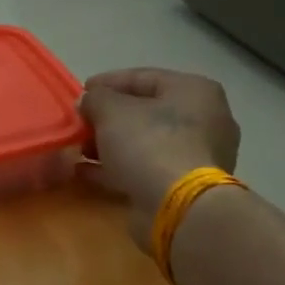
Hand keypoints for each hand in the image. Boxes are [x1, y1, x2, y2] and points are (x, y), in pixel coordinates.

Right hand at [79, 68, 240, 249]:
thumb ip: (96, 99)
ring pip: (145, 143)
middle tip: (81, 122)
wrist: (179, 207)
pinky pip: (146, 169)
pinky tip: (86, 172)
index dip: (109, 82)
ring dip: (110, 145)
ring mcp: (198, 156)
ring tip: (79, 148)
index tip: (81, 91)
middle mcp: (204, 120)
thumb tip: (89, 102)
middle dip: (109, 117)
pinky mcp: (185, 187)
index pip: (145, 77)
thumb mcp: (113, 111)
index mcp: (195, 90)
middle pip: (147, 111)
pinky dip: (117, 168)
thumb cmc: (150, 144)